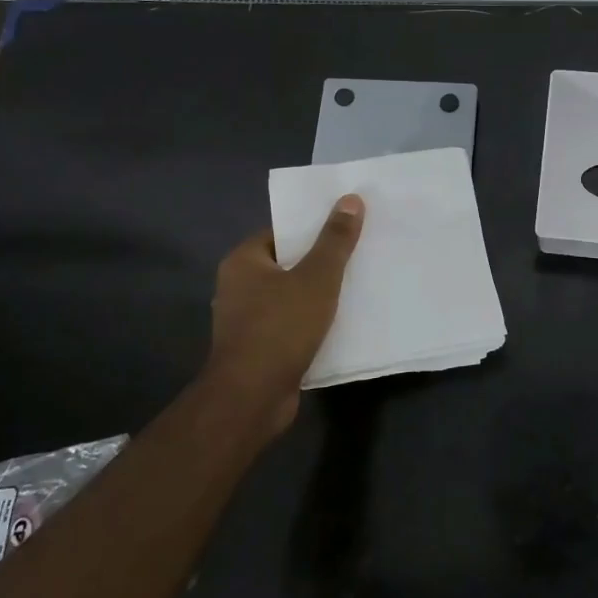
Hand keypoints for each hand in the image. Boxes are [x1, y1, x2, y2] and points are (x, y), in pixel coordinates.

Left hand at [202, 195, 364, 436]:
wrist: (251, 398)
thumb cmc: (280, 328)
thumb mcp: (317, 277)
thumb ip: (335, 240)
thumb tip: (351, 198)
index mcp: (243, 261)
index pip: (282, 232)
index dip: (314, 228)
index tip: (347, 227)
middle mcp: (238, 287)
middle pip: (288, 264)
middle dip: (321, 261)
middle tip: (360, 253)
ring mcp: (246, 320)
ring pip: (291, 296)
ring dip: (319, 295)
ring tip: (358, 286)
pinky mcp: (258, 349)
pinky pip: (291, 324)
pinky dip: (313, 322)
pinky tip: (342, 322)